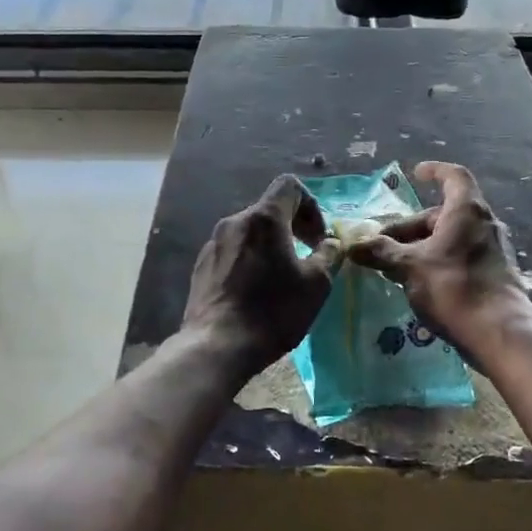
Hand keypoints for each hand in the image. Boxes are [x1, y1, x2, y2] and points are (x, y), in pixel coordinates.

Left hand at [184, 176, 341, 375]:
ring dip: (270, 246)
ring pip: (249, 233)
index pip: (289, 185)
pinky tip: (254, 293)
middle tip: (306, 258)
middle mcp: (234, 222)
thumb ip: (328, 255)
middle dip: (292, 228)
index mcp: (264, 219)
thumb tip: (330, 242)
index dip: (310, 205)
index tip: (317, 238)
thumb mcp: (316, 284)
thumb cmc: (273, 311)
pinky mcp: (201, 266)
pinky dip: (249, 261)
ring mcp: (213, 243)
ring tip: (280, 279)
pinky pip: (232, 252)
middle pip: (268, 210)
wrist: (217, 345)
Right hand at [350, 162, 530, 351]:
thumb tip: (353, 246)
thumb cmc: (453, 287)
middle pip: (443, 214)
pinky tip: (419, 283)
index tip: (416, 173)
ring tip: (395, 265)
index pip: (453, 177)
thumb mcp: (409, 267)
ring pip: (451, 238)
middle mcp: (484, 224)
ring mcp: (493, 250)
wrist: (499, 332)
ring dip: (422, 246)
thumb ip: (381, 253)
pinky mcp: (495, 275)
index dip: (435, 171)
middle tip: (383, 244)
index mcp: (466, 210)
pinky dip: (438, 261)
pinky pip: (460, 257)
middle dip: (411, 226)